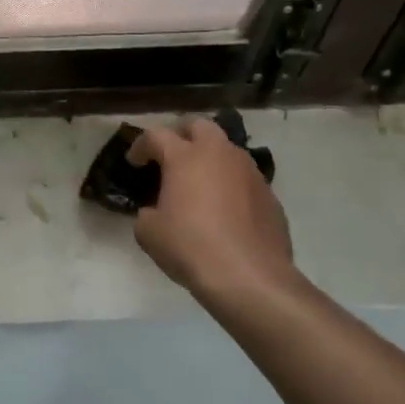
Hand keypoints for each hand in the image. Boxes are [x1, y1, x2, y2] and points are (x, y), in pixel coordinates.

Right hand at [129, 119, 297, 300]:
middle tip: (170, 156)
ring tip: (199, 183)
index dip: (140, 145)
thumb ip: (147, 213)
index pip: (156, 135)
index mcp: (185, 157)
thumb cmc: (191, 247)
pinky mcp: (270, 195)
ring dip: (210, 158)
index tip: (134, 162)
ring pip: (227, 149)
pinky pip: (244, 178)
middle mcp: (219, 154)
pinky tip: (224, 210)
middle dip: (181, 134)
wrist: (250, 277)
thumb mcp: (149, 233)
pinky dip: (230, 184)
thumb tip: (155, 212)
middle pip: (199, 125)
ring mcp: (249, 172)